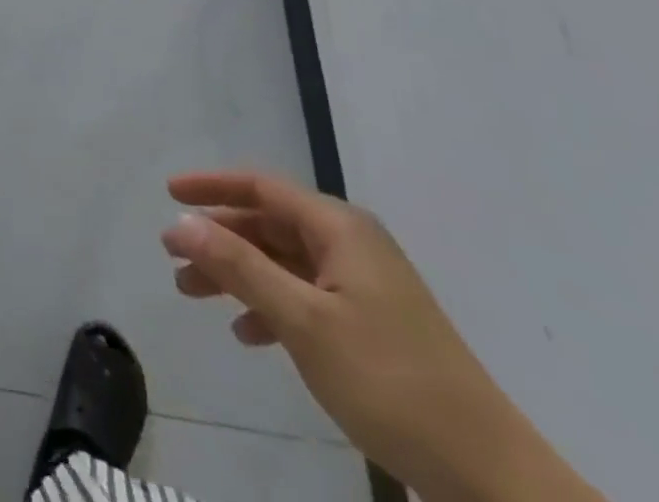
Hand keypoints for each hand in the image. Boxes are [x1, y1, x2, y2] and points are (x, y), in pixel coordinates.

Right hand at [162, 172, 596, 501]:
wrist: (490, 476)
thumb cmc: (390, 381)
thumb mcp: (303, 320)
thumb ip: (238, 266)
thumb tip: (181, 221)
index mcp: (339, 228)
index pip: (261, 187)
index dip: (212, 186)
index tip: (168, 194)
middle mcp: (350, 244)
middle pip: (268, 225)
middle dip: (218, 238)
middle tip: (172, 256)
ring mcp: (363, 285)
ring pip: (282, 262)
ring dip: (237, 274)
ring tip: (193, 293)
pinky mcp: (370, 324)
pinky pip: (304, 296)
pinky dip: (269, 307)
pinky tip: (247, 334)